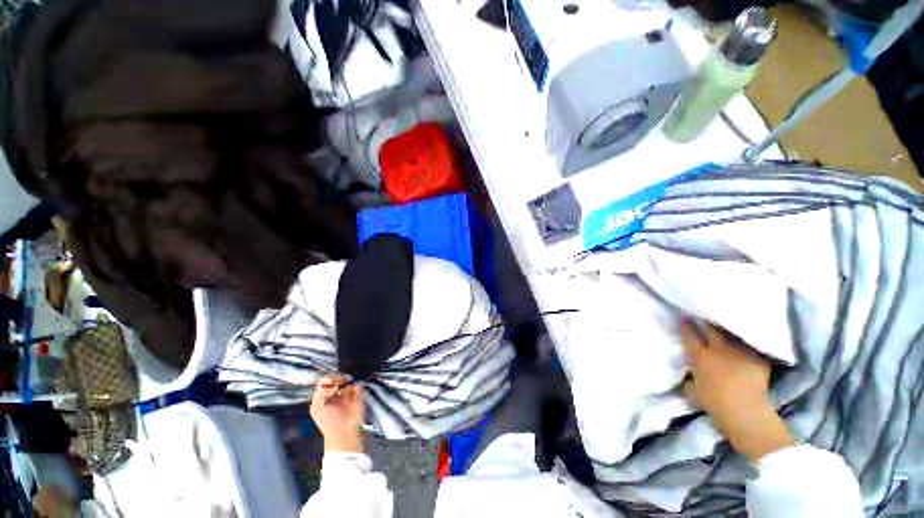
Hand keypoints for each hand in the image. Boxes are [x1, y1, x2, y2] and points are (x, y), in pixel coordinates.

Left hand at [310, 375, 363, 453]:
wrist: (343, 432)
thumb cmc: (327, 422)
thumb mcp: (316, 408)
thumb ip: (321, 393)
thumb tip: (334, 384)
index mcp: (323, 396)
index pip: (324, 382)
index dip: (328, 379)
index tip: (331, 381)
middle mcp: (335, 394)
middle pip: (337, 379)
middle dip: (338, 378)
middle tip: (340, 381)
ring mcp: (346, 394)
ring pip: (348, 381)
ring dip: (348, 380)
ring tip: (347, 384)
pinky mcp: (357, 396)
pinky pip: (357, 386)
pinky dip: (356, 385)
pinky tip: (353, 388)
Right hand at [681, 320, 794, 461]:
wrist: (745, 412)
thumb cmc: (713, 403)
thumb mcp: (692, 391)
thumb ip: (690, 377)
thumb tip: (690, 372)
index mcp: (699, 356)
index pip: (689, 335)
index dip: (686, 326)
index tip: (684, 319)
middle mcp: (718, 349)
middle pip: (711, 329)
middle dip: (707, 323)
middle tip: (705, 319)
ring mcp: (739, 352)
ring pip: (732, 335)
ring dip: (727, 333)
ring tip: (726, 330)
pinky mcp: (757, 359)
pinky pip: (750, 348)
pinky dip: (746, 347)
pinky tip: (745, 348)